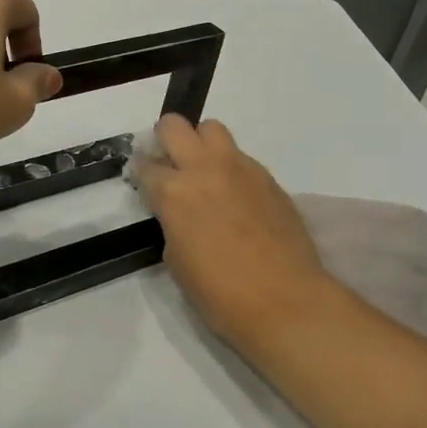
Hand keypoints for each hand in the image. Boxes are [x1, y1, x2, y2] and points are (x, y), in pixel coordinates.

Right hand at [129, 115, 331, 350]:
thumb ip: (172, 223)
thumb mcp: (176, 259)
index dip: (141, 173)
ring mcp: (240, 169)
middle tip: (169, 164)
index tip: (143, 182)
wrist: (285, 301)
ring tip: (205, 172)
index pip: (145, 165)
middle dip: (165, 139)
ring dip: (201, 144)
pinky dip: (231, 168)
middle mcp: (204, 168)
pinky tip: (236, 197)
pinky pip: (241, 157)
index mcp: (173, 191)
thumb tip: (178, 213)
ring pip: (212, 129)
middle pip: (174, 126)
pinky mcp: (268, 178)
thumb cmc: (220, 292)